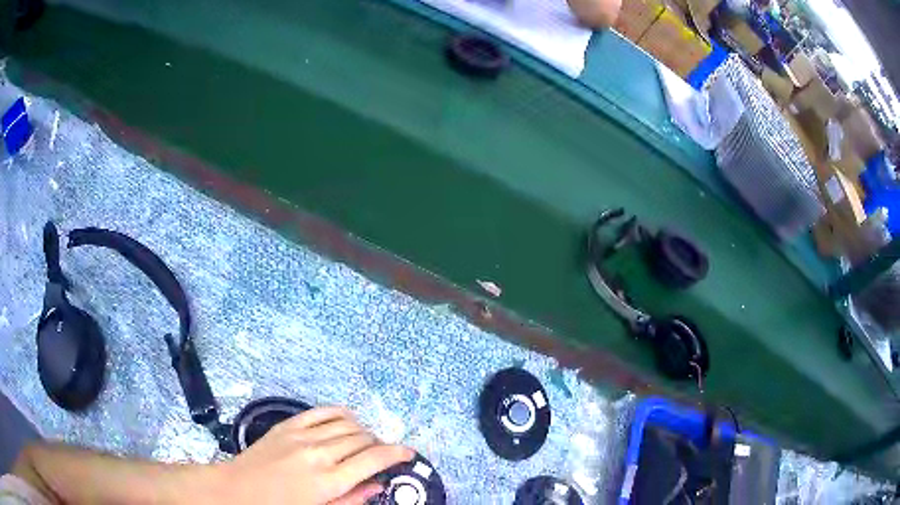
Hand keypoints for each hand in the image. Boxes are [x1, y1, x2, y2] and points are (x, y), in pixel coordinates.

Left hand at [211, 406, 413, 504]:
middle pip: (363, 438)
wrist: (237, 490)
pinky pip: (322, 411)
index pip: (373, 459)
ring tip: (364, 441)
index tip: (408, 453)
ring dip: (363, 430)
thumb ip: (352, 499)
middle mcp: (319, 453)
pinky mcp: (288, 423)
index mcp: (329, 481)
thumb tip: (378, 486)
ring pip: (347, 423)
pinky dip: (340, 413)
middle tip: (381, 454)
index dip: (397, 453)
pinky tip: (346, 421)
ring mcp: (302, 435)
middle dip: (379, 444)